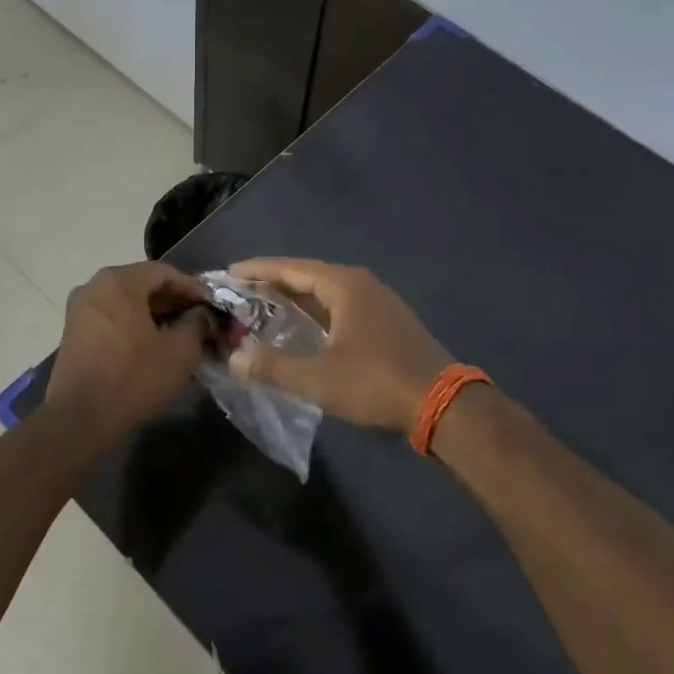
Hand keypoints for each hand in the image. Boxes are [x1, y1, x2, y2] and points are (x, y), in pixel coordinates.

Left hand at [46, 262, 211, 439]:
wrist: (80, 418)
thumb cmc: (134, 377)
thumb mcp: (180, 351)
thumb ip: (197, 324)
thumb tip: (201, 315)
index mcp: (118, 282)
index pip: (164, 272)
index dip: (192, 287)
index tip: (212, 305)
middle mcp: (94, 287)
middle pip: (142, 285)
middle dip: (173, 302)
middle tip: (199, 320)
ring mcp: (79, 310)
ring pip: (126, 303)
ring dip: (154, 315)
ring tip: (179, 336)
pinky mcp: (73, 333)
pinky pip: (112, 319)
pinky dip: (134, 326)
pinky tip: (152, 347)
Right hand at [226, 258, 449, 432]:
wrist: (442, 404)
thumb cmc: (376, 383)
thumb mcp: (317, 378)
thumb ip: (272, 367)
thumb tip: (234, 359)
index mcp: (345, 286)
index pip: (292, 268)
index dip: (258, 270)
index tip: (230, 272)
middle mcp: (362, 286)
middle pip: (309, 277)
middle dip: (274, 284)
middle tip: (241, 292)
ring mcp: (379, 304)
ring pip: (327, 294)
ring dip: (296, 300)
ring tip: (264, 308)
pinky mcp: (388, 324)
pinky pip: (341, 309)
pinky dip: (316, 314)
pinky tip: (304, 330)